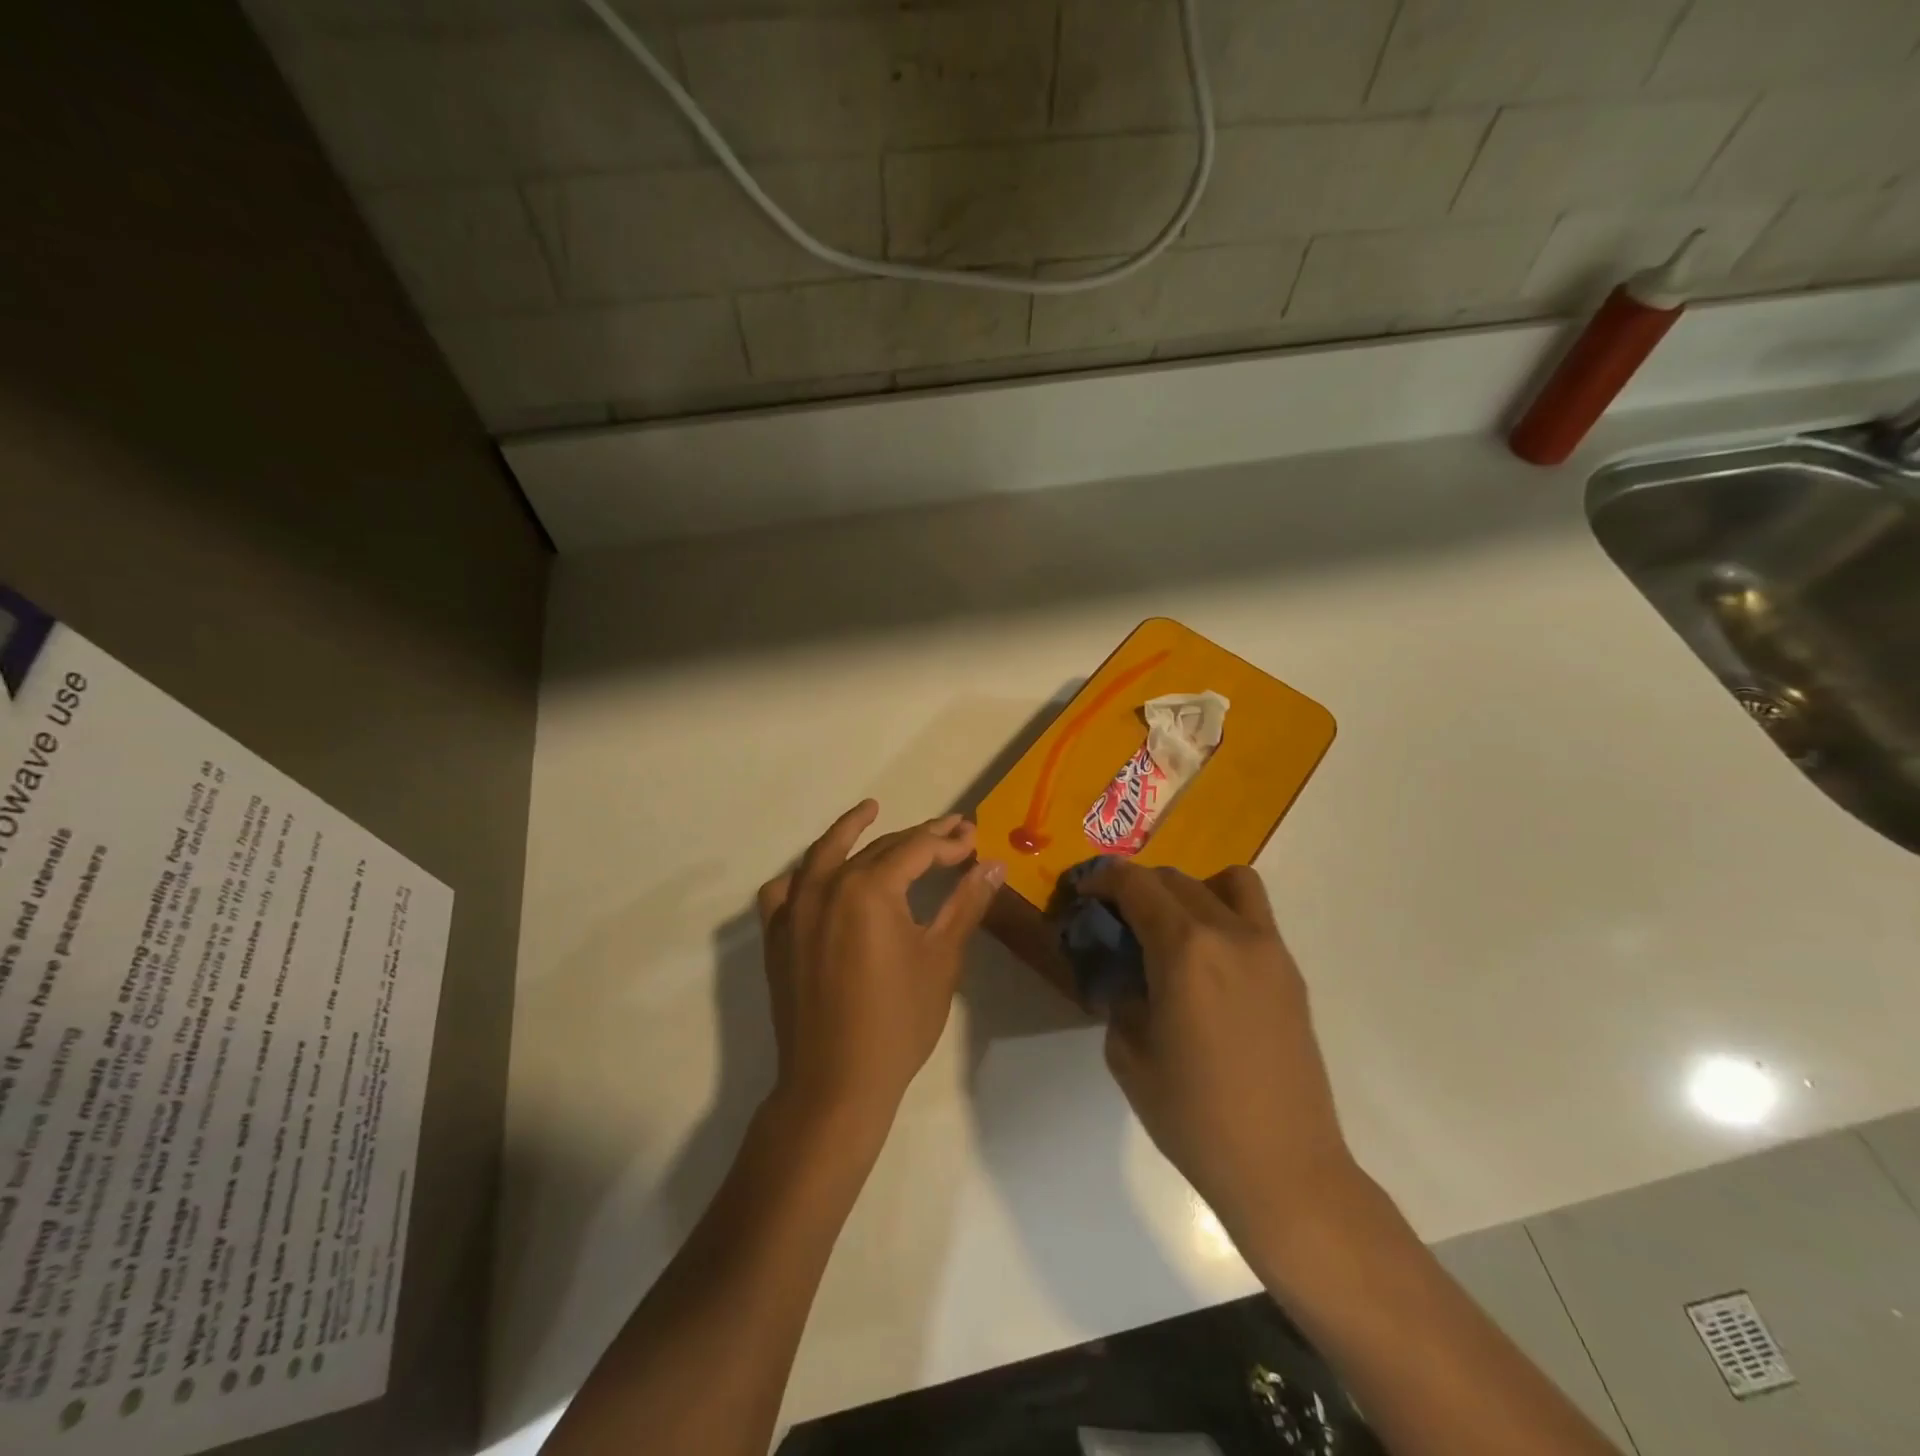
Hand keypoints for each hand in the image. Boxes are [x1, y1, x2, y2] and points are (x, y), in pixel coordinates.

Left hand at [757, 801, 1003, 1132]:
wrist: (835, 1083)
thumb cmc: (898, 1022)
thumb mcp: (941, 958)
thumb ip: (965, 903)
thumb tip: (993, 865)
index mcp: (870, 888)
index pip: (917, 849)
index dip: (948, 842)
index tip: (973, 840)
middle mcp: (827, 885)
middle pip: (878, 847)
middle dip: (917, 838)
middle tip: (950, 833)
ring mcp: (795, 909)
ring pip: (826, 855)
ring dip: (851, 832)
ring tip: (870, 810)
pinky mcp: (777, 935)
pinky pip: (786, 889)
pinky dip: (804, 874)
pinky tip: (818, 874)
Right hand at [1082, 860, 1357, 1244]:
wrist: (1284, 1168)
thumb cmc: (1194, 1115)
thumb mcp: (1128, 1053)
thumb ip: (1120, 996)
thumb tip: (1126, 973)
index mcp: (1185, 949)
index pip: (1136, 885)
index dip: (1103, 879)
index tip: (1083, 893)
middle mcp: (1230, 933)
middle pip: (1176, 879)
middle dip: (1137, 886)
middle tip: (1115, 917)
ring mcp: (1268, 950)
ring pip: (1227, 882)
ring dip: (1190, 889)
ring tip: (1171, 927)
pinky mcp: (1290, 973)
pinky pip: (1253, 916)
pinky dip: (1222, 913)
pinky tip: (1206, 962)